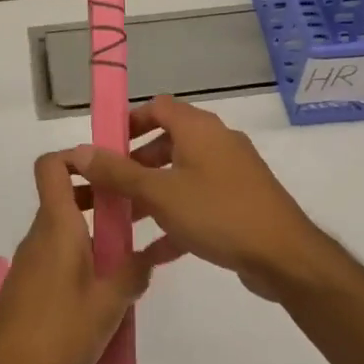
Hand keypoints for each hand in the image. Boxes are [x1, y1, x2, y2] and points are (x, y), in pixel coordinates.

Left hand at [0, 150, 162, 363]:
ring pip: (67, 229)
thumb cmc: (57, 333)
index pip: (52, 166)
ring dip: (97, 233)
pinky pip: (61, 256)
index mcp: (57, 226)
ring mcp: (33, 261)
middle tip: (138, 212)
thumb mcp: (109, 303)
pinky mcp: (31, 286)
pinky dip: (85, 259)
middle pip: (66, 196)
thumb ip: (133, 273)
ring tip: (133, 254)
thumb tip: (150, 255)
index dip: (77, 156)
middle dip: (102, 198)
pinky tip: (109, 290)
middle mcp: (41, 235)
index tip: (112, 168)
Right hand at [70, 96, 325, 298]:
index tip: (103, 147)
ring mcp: (231, 174)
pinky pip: (198, 204)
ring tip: (121, 221)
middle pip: (167, 143)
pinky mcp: (239, 204)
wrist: (284, 256)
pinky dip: (175, 219)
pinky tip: (150, 252)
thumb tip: (79, 151)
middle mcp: (216, 143)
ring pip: (181, 176)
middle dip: (134, 165)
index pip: (158, 107)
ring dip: (151, 195)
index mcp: (199, 129)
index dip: (128, 122)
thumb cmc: (218, 213)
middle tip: (107, 188)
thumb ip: (118, 172)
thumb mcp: (160, 193)